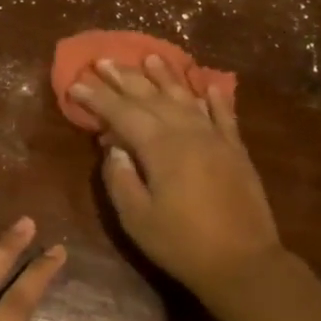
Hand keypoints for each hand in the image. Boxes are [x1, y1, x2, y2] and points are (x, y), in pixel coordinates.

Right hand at [68, 55, 283, 301]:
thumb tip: (113, 147)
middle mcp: (188, 132)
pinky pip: (224, 115)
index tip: (76, 83)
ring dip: (166, 77)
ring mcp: (216, 138)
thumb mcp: (137, 218)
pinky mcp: (236, 150)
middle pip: (152, 97)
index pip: (121, 113)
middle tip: (104, 60)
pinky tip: (207, 85)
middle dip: (125, 79)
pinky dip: (214, 97)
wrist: (244, 262)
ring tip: (150, 57)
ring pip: (186, 98)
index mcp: (161, 147)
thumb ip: (120, 178)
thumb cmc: (182, 243)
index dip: (97, 98)